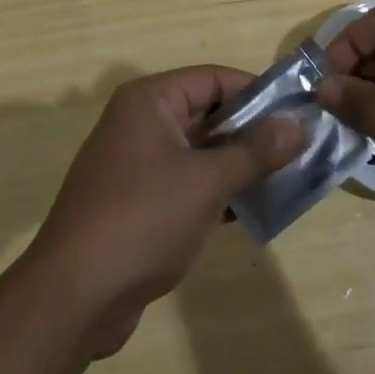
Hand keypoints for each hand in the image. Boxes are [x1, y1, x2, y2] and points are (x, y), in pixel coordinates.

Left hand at [26, 66, 302, 356]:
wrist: (75, 294)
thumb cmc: (144, 219)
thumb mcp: (207, 181)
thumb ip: (254, 151)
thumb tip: (297, 125)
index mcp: (150, 101)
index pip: (213, 79)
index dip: (257, 92)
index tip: (298, 113)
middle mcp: (139, 122)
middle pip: (206, 113)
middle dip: (251, 132)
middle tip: (299, 149)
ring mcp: (135, 163)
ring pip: (197, 151)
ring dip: (236, 165)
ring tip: (286, 180)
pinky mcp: (135, 201)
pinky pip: (185, 182)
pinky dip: (215, 191)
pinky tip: (249, 211)